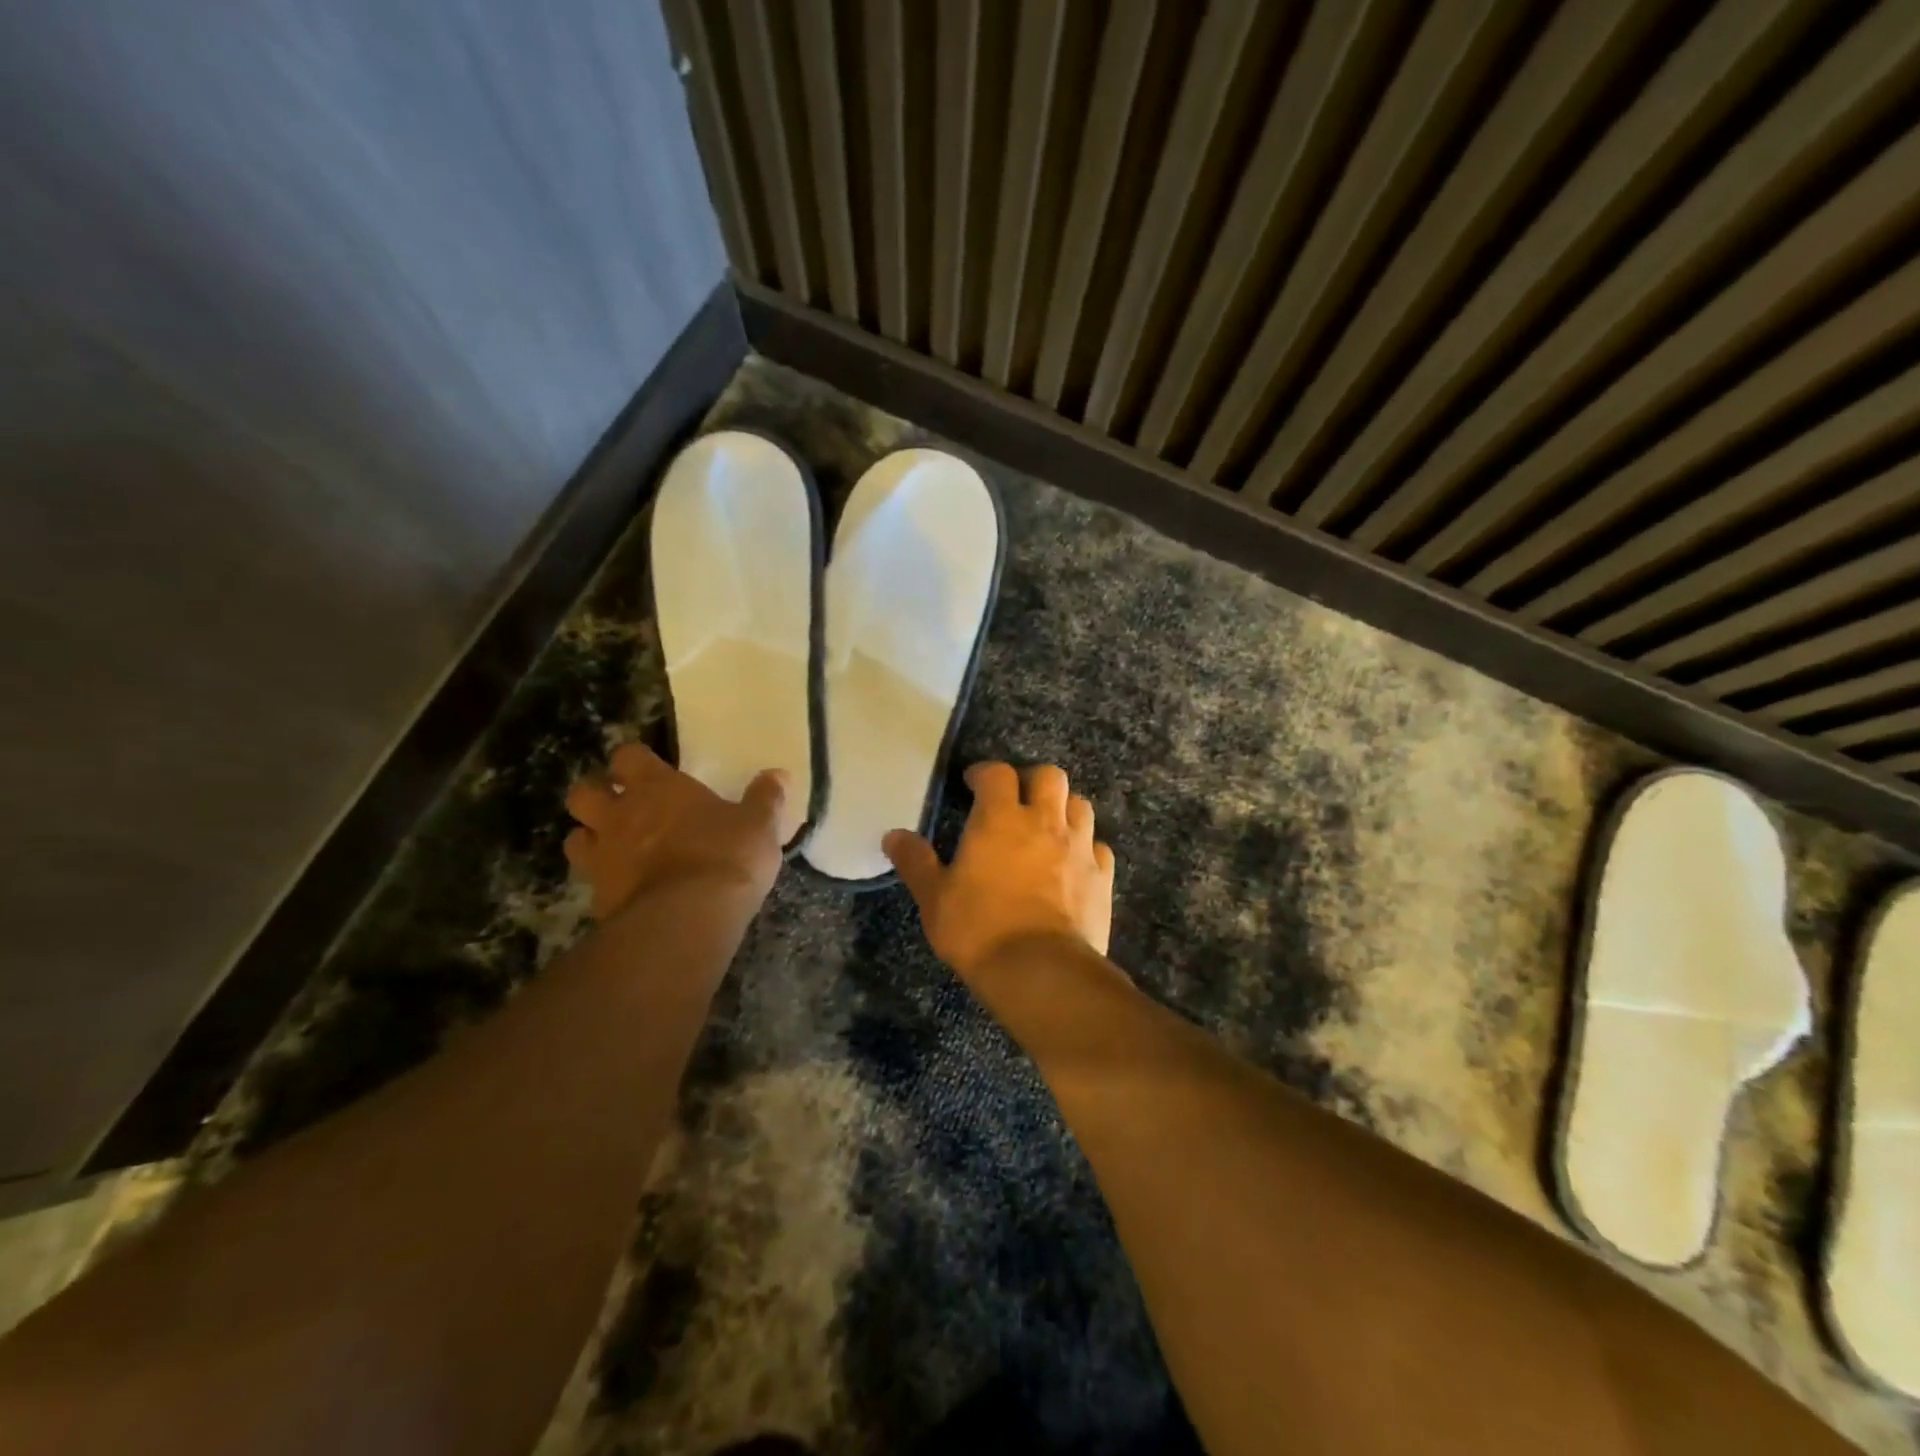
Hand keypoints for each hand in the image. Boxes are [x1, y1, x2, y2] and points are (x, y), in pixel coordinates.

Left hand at [564, 742, 787, 917]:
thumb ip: (765, 798)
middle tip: (621, 806)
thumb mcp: (759, 825)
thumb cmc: (726, 856)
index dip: (634, 761)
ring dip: (591, 838)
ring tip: (615, 848)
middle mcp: (621, 815)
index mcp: (657, 788)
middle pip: (583, 792)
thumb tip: (777, 774)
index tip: (648, 770)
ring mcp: (603, 857)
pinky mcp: (598, 898)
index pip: (628, 756)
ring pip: (576, 837)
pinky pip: (590, 882)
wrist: (688, 918)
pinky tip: (626, 890)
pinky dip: (603, 882)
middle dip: (596, 795)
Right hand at [884, 761, 1115, 978]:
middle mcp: (1044, 822)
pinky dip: (1086, 847)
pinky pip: (1098, 846)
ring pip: (1080, 805)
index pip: (997, 773)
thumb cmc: (979, 929)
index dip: (985, 773)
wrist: (1041, 970)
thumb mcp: (934, 898)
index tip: (973, 784)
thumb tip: (893, 835)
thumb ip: (916, 862)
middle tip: (1016, 801)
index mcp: (1000, 819)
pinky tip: (1073, 864)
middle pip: (1050, 776)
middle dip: (1031, 780)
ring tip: (1047, 828)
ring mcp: (1079, 847)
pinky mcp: (1101, 875)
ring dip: (1063, 808)